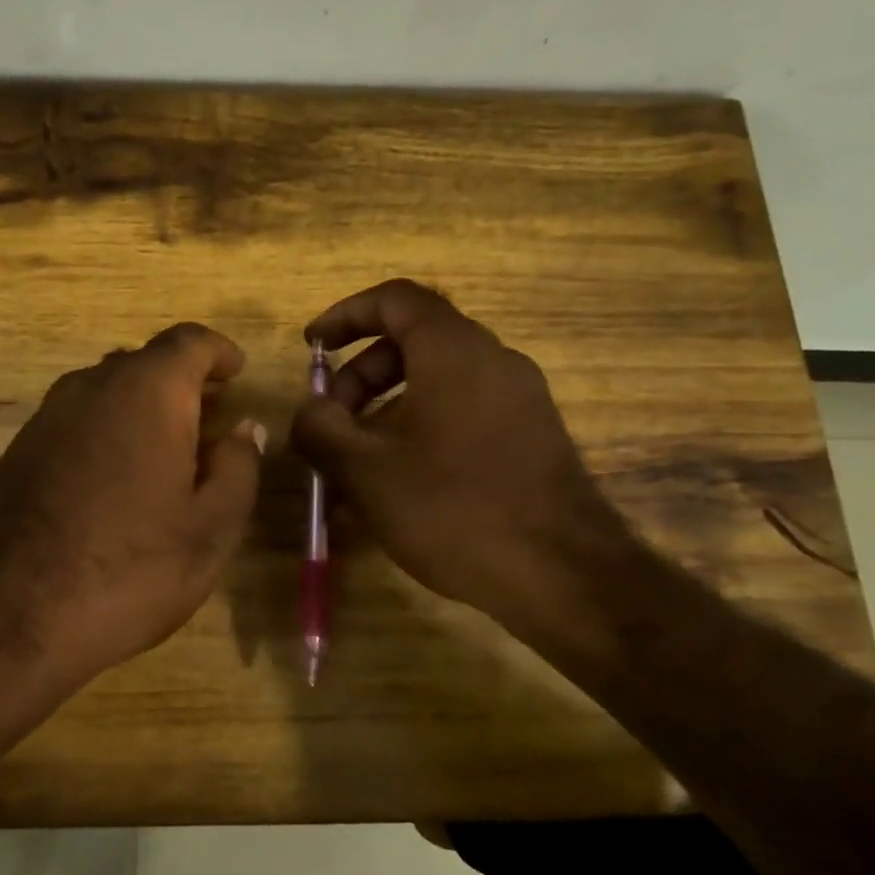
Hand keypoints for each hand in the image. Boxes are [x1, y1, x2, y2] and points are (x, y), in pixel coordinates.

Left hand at [0, 322, 264, 684]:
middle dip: (181, 385)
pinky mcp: (17, 451)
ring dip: (141, 410)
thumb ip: (238, 469)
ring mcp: (46, 417)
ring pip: (105, 392)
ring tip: (166, 456)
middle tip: (209, 424)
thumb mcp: (209, 529)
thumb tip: (243, 430)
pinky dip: (105, 433)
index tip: (237, 373)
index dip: (218, 352)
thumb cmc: (129, 569)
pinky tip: (115, 483)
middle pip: (144, 364)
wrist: (8, 616)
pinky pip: (76, 423)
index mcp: (147, 392)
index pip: (189, 342)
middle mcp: (91, 387)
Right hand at [290, 279, 638, 656]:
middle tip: (330, 423)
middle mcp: (492, 361)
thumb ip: (321, 429)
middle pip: (412, 344)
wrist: (564, 576)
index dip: (346, 315)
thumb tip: (310, 411)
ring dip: (384, 412)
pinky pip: (460, 415)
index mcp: (454, 352)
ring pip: (435, 384)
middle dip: (359, 378)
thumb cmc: (454, 509)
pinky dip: (418, 432)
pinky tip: (395, 487)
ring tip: (353, 466)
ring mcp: (518, 399)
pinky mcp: (529, 436)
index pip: (395, 299)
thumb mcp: (366, 471)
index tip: (313, 347)